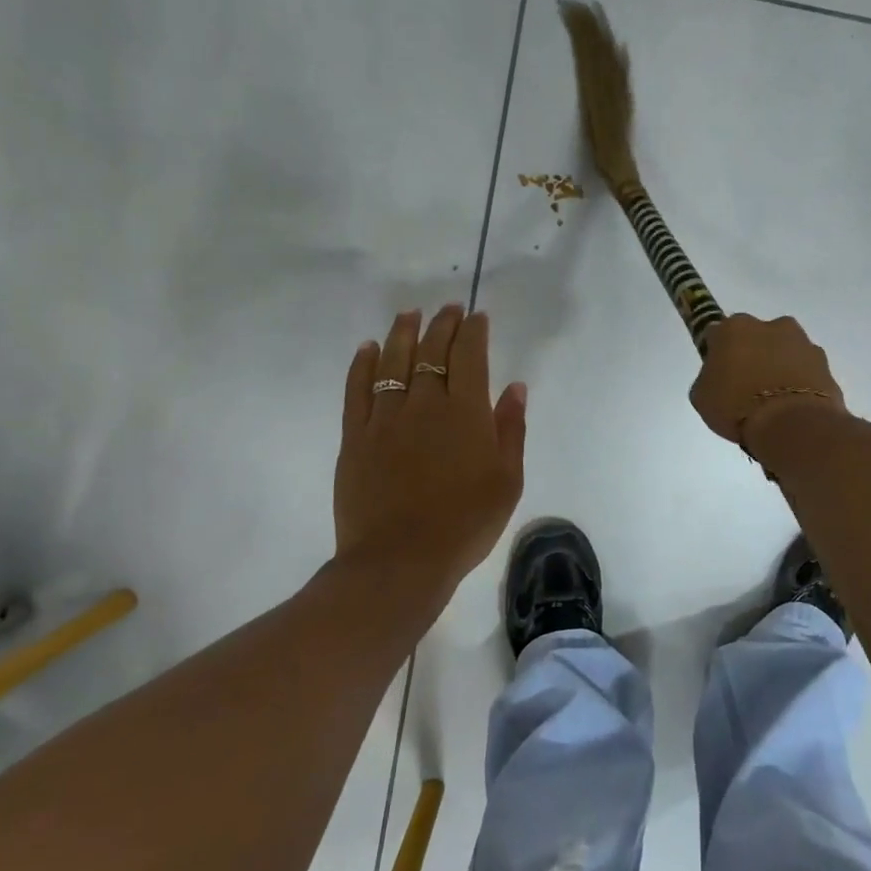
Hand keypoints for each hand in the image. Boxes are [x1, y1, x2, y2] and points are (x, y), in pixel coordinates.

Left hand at [334, 305, 526, 607]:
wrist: (400, 561)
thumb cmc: (465, 523)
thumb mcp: (507, 481)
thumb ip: (511, 430)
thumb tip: (515, 387)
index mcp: (466, 413)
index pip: (470, 356)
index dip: (473, 332)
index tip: (477, 317)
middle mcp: (425, 404)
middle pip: (432, 352)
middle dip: (442, 325)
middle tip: (448, 309)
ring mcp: (385, 418)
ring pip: (393, 362)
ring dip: (404, 333)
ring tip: (410, 314)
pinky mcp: (355, 437)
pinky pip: (357, 390)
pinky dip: (363, 365)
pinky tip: (368, 348)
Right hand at [689, 314, 845, 451]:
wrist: (792, 425)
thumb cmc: (737, 407)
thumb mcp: (702, 396)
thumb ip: (709, 376)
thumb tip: (720, 373)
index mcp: (734, 328)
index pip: (718, 334)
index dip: (717, 355)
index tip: (718, 375)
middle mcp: (770, 325)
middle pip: (756, 338)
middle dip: (752, 355)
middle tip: (747, 387)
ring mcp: (802, 343)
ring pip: (784, 351)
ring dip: (779, 367)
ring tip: (774, 401)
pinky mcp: (825, 364)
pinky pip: (805, 370)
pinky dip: (800, 382)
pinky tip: (793, 406)